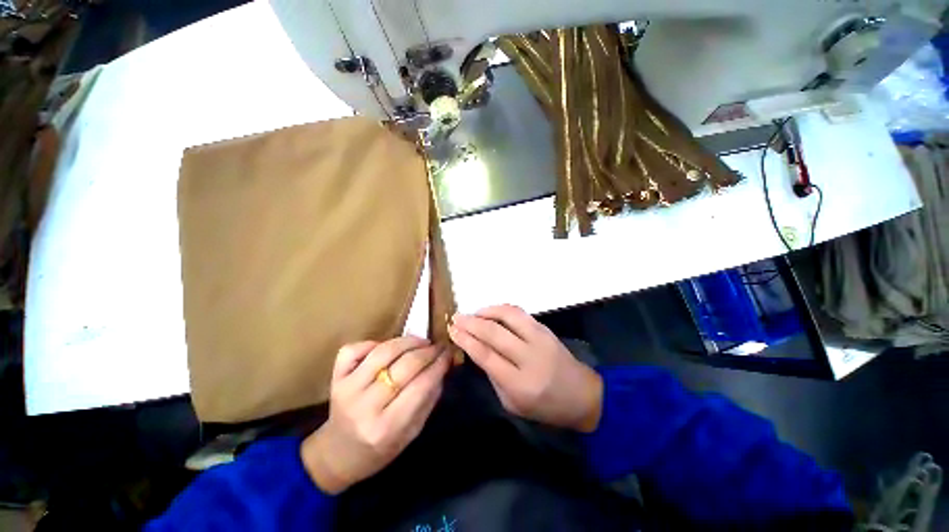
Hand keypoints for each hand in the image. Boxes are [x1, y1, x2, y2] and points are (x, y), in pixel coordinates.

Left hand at [300, 337, 449, 493]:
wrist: (338, 455)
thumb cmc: (380, 449)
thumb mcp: (412, 432)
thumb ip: (429, 399)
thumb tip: (443, 366)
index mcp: (387, 427)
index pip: (421, 385)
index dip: (439, 364)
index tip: (449, 353)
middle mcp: (365, 406)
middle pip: (404, 365)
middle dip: (428, 351)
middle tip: (438, 346)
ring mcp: (347, 389)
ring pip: (383, 351)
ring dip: (407, 341)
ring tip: (421, 342)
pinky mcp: (335, 378)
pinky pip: (354, 349)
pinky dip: (373, 343)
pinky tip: (387, 348)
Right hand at [448, 305, 602, 432]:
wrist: (582, 395)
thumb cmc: (545, 407)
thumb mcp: (512, 403)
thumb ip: (493, 375)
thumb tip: (476, 349)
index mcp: (520, 384)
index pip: (486, 355)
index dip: (466, 340)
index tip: (452, 330)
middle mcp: (530, 357)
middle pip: (494, 333)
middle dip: (471, 323)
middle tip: (456, 317)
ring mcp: (540, 339)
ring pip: (508, 315)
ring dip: (487, 311)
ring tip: (473, 313)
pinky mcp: (545, 329)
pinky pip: (519, 313)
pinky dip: (501, 309)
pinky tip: (491, 312)